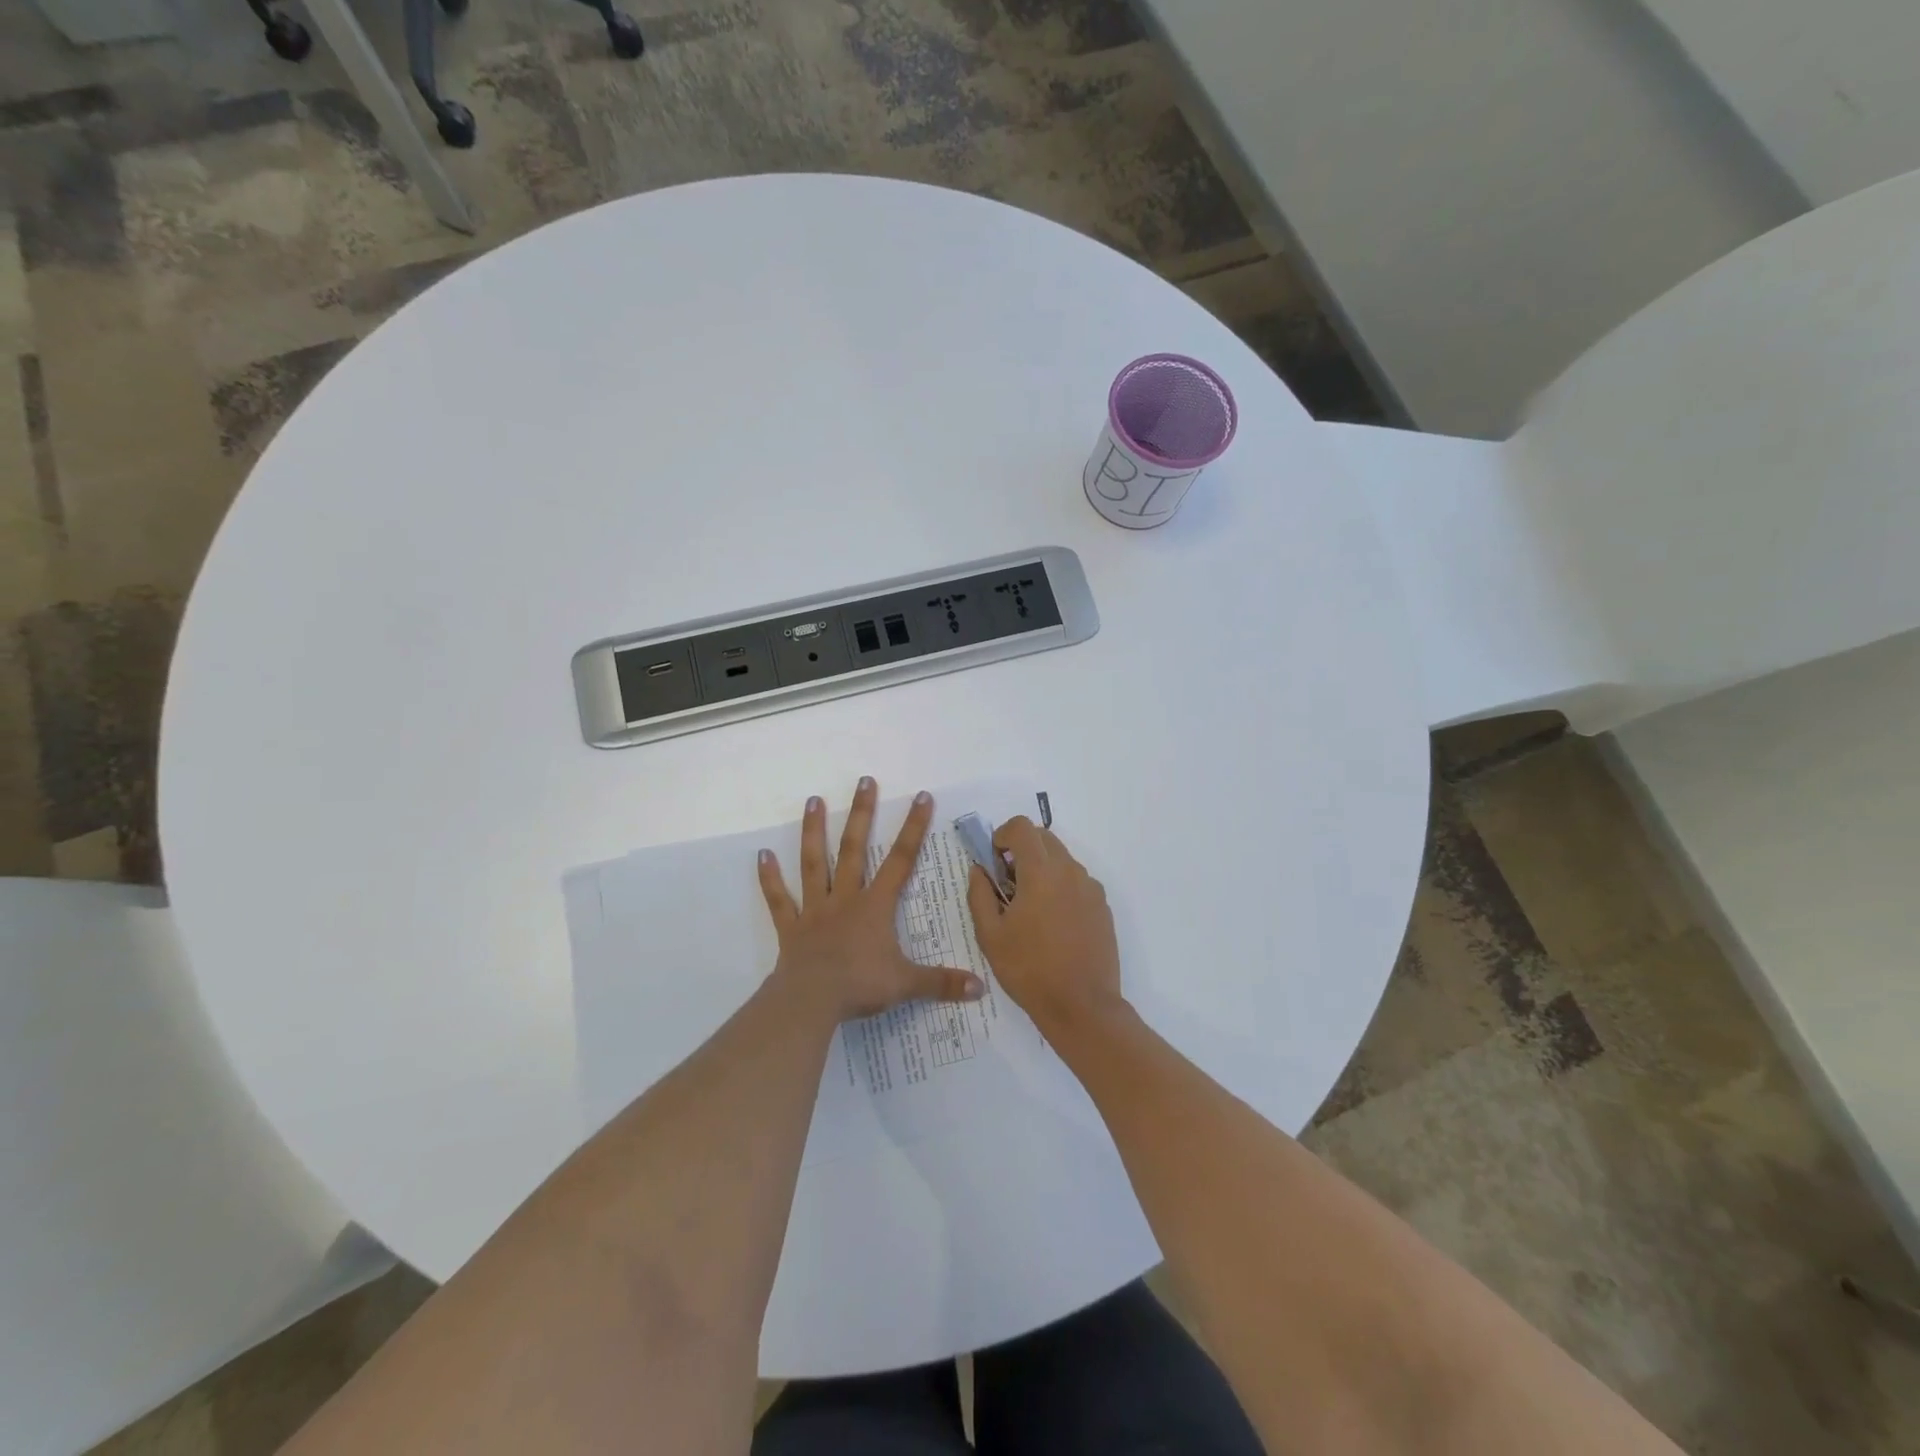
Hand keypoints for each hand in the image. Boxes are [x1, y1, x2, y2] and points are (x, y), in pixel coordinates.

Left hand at [759, 778, 984, 1021]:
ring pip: (814, 863)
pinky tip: (762, 855)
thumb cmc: (860, 986)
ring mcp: (815, 910)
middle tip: (864, 780)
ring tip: (813, 800)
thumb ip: (942, 982)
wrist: (811, 1001)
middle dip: (862, 814)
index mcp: (875, 906)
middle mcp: (845, 898)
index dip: (913, 828)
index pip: (900, 860)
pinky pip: (779, 899)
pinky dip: (770, 878)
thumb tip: (981, 988)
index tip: (921, 796)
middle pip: (854, 849)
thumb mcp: (907, 984)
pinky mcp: (791, 928)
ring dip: (813, 832)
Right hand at [965, 816, 1123, 1038]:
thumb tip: (979, 870)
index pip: (1022, 827)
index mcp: (1040, 872)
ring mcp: (1090, 888)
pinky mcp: (1102, 906)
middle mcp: (1070, 871)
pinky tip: (1052, 924)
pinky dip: (1060, 887)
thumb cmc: (1028, 969)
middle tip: (1007, 884)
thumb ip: (979, 894)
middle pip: (1043, 838)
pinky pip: (1077, 882)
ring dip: (1041, 869)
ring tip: (1029, 908)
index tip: (994, 862)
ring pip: (1062, 860)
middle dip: (1021, 850)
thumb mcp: (990, 935)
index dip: (1002, 835)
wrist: (1081, 1006)